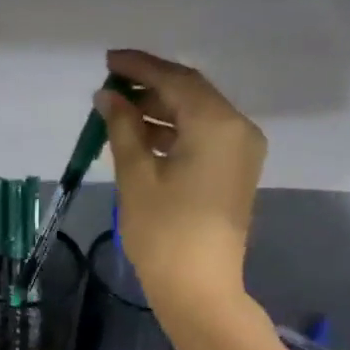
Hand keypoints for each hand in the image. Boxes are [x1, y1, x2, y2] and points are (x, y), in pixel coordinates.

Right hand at [98, 48, 265, 319]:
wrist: (199, 289)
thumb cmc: (164, 232)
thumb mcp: (136, 176)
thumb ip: (123, 128)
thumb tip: (108, 96)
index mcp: (217, 124)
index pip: (176, 80)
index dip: (141, 67)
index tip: (108, 60)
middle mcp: (238, 129)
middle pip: (191, 94)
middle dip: (150, 87)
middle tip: (111, 85)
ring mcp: (240, 152)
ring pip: (197, 116)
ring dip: (160, 111)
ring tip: (119, 112)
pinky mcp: (234, 173)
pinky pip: (204, 138)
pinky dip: (174, 132)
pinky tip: (142, 136)